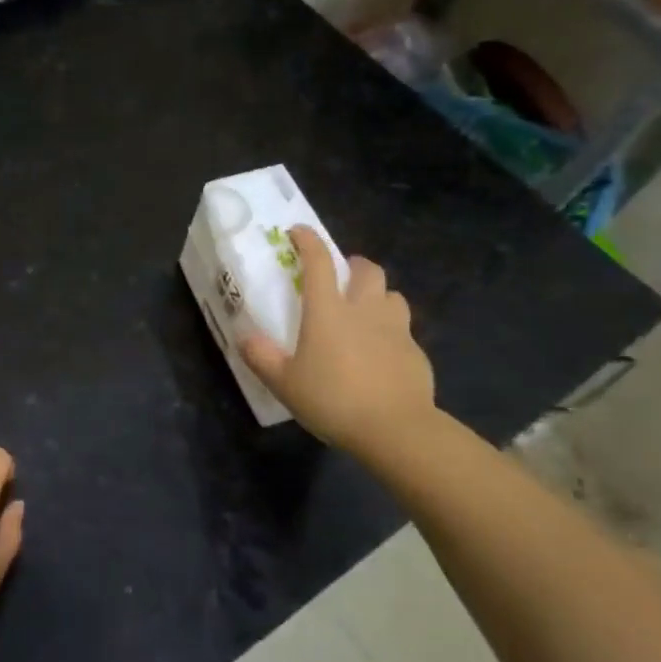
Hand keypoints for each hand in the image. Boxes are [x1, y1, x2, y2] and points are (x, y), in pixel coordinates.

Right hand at [241, 225, 438, 454]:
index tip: (298, 232)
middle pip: (367, 270)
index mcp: (328, 311)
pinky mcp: (416, 353)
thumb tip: (245, 338)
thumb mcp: (284, 383)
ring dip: (378, 295)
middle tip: (341, 276)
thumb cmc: (333, 400)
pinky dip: (390, 332)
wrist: (396, 429)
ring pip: (392, 295)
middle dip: (353, 265)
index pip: (318, 263)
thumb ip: (262, 357)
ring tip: (365, 312)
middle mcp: (364, 310)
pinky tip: (381, 354)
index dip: (308, 241)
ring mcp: (396, 329)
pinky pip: (403, 330)